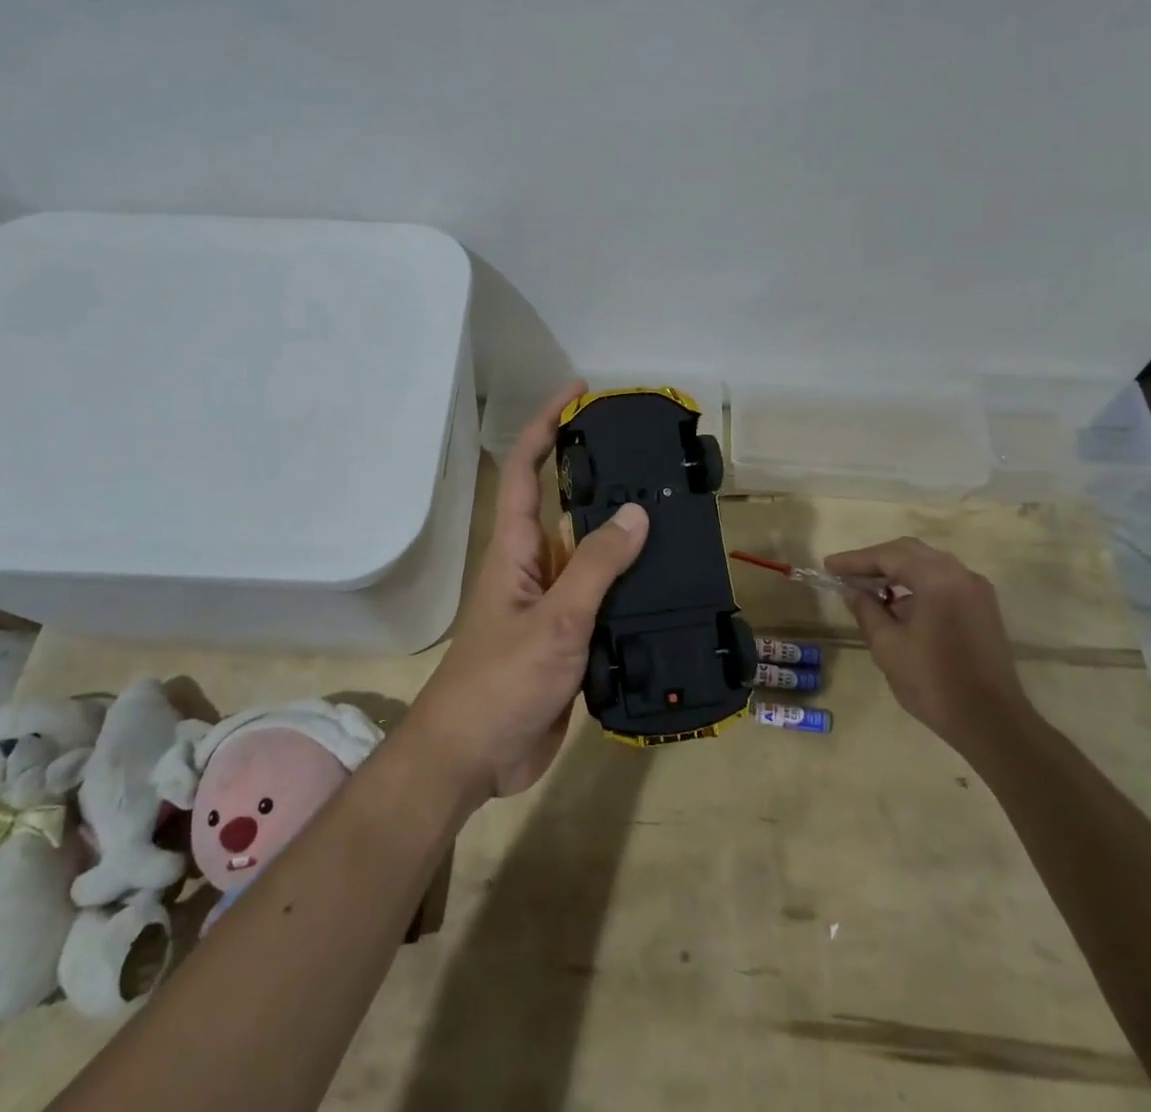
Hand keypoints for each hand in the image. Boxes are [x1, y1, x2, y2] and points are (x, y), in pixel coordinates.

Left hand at [408, 383, 649, 800]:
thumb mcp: (555, 619)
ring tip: (672, 510)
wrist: (477, 756)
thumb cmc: (502, 680)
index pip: (524, 470)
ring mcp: (552, 601)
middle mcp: (534, 565)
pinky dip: (630, 581)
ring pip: (591, 552)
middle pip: (565, 505)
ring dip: (622, 531)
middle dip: (599, 474)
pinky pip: (603, 595)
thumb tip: (637, 512)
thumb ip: (596, 566)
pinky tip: (666, 579)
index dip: (546, 426)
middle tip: (649, 455)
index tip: (578, 394)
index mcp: (516, 548)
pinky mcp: (569, 636)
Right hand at [824, 536, 1028, 752]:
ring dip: (896, 572)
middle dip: (875, 560)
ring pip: (928, 565)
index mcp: (937, 579)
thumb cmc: (934, 682)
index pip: (887, 556)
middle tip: (846, 572)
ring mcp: (976, 591)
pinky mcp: (983, 609)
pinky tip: (898, 605)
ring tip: (868, 589)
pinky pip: (943, 582)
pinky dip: (917, 585)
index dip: (854, 560)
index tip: (828, 566)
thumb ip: (866, 610)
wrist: (993, 723)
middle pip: (909, 552)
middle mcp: (960, 575)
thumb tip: (852, 591)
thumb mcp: (887, 646)